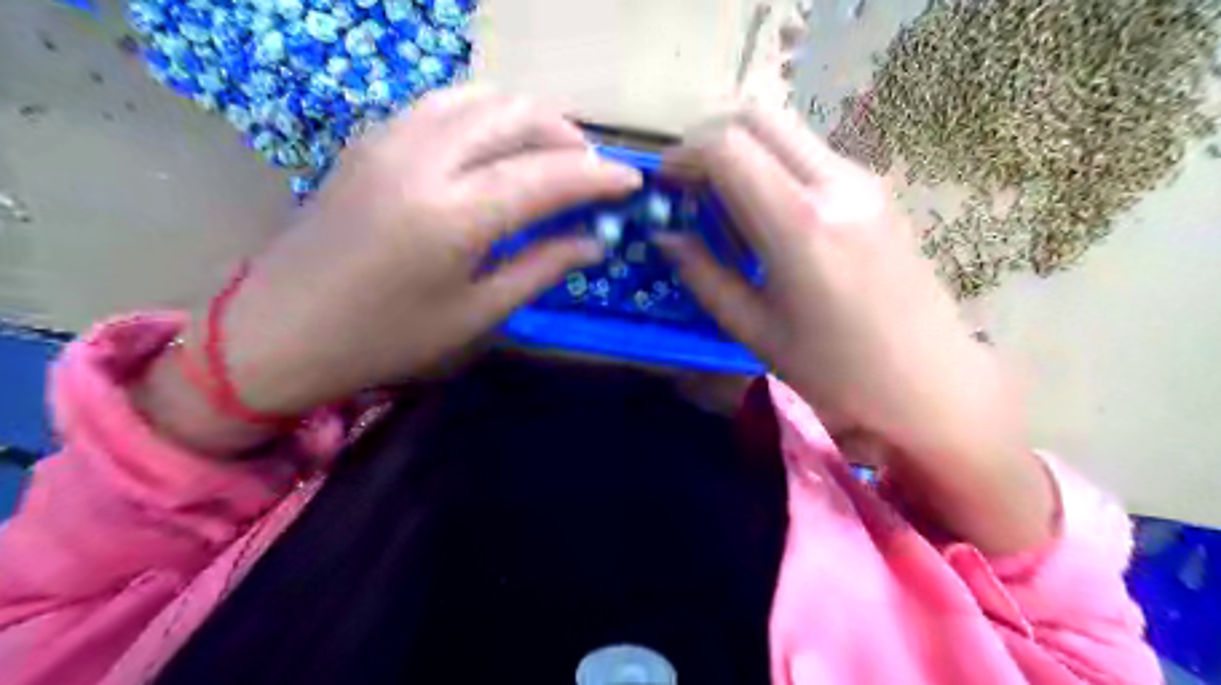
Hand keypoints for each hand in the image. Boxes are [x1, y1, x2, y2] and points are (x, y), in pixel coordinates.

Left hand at [190, 86, 642, 413]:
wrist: (280, 330)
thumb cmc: (387, 338)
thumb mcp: (476, 314)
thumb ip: (540, 268)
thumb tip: (594, 244)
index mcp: (453, 216)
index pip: (547, 176)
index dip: (597, 176)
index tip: (632, 181)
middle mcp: (423, 160)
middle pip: (516, 116)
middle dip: (567, 136)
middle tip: (593, 170)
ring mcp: (390, 139)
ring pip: (479, 97)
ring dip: (527, 118)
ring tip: (551, 153)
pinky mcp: (371, 139)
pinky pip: (443, 105)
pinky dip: (485, 115)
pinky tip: (496, 147)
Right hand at [653, 108, 1055, 556]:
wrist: (931, 381)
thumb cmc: (836, 371)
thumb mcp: (754, 329)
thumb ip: (703, 274)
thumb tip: (664, 236)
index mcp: (799, 224)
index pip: (726, 147)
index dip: (682, 156)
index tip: (663, 185)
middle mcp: (835, 182)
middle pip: (755, 116)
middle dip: (707, 140)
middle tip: (686, 185)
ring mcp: (862, 180)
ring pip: (783, 130)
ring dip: (741, 152)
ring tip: (721, 207)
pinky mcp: (875, 189)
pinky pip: (807, 155)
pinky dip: (770, 167)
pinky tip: (763, 218)